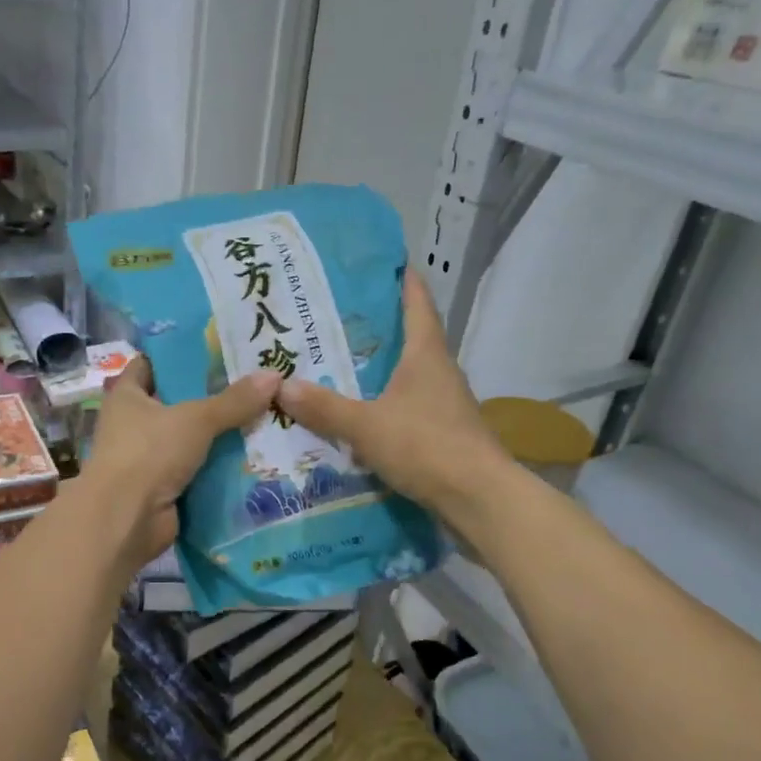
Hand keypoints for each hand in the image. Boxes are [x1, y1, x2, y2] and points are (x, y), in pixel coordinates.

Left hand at [80, 357, 279, 570]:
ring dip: (219, 434)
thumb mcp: (196, 419)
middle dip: (212, 396)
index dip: (180, 355)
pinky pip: (196, 469)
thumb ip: (234, 400)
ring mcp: (146, 457)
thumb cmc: (149, 453)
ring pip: (189, 438)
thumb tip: (274, 375)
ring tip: (264, 416)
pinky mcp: (162, 487)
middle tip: (255, 383)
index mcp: (127, 395)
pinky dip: (218, 466)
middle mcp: (133, 423)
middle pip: (177, 402)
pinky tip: (254, 455)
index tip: (218, 349)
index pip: (151, 364)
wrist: (125, 519)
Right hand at [277, 272, 510, 528]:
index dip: (403, 279)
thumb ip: (324, 407)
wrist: (479, 499)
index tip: (384, 261)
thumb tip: (282, 385)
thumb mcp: (366, 426)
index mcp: (426, 354)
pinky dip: (386, 403)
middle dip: (378, 326)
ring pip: (408, 374)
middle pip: (411, 337)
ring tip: (339, 366)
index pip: (417, 303)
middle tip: (336, 319)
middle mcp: (439, 371)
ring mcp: (445, 403)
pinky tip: (360, 415)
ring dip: (381, 368)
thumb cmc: (426, 446)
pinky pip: (409, 406)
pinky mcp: (444, 432)